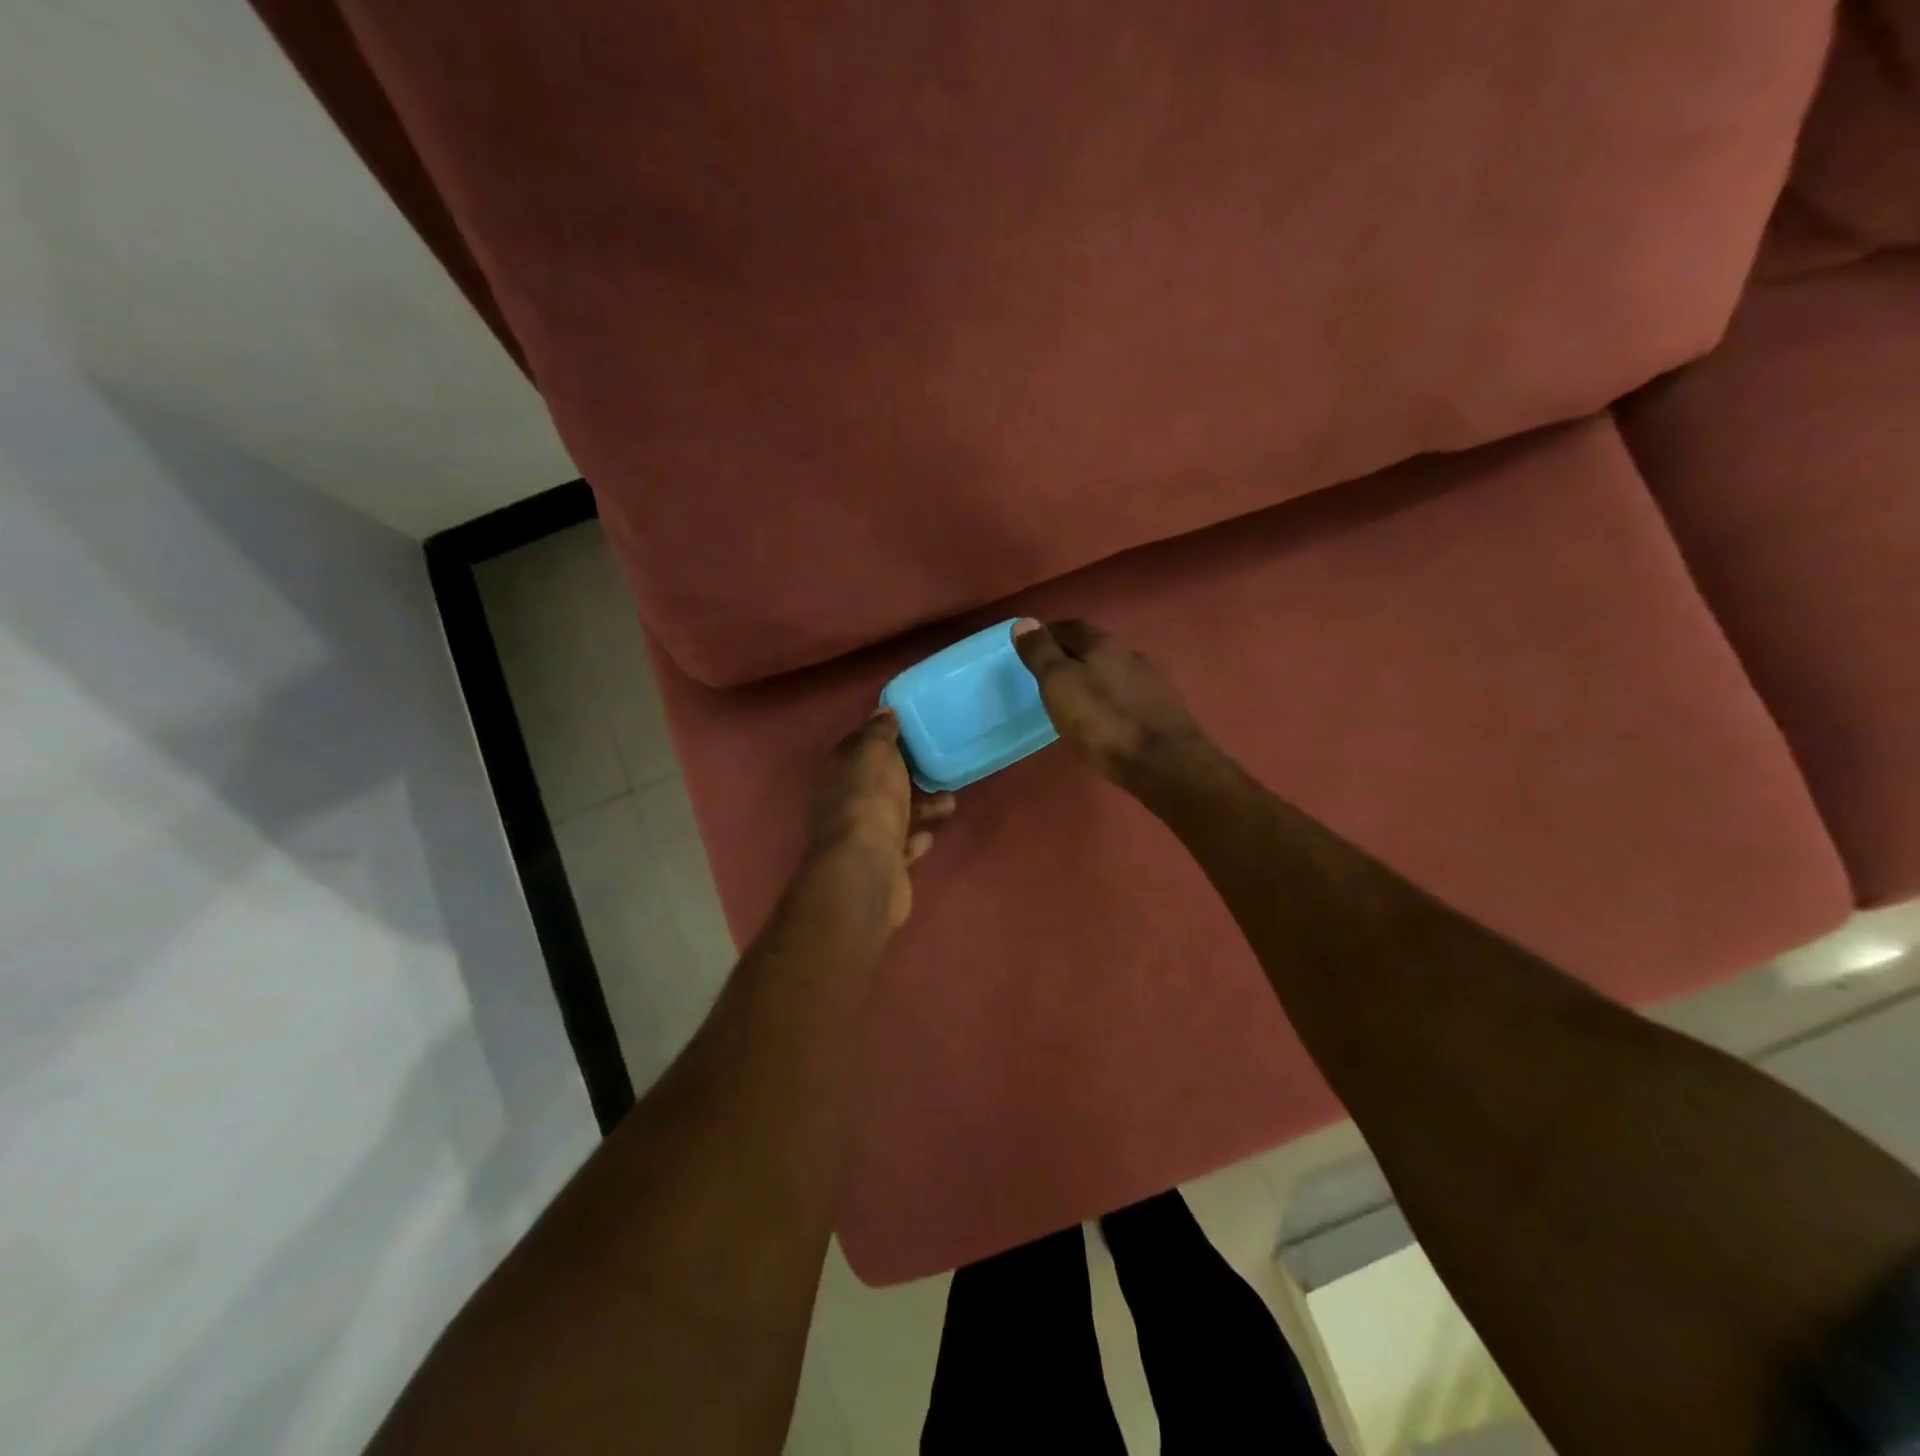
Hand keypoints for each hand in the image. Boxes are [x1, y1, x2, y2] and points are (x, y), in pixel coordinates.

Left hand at [806, 709, 954, 927]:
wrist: (866, 871)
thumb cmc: (871, 802)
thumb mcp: (876, 754)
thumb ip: (880, 732)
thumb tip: (883, 712)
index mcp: (839, 773)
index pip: (858, 747)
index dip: (882, 738)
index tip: (911, 732)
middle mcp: (843, 803)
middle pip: (878, 783)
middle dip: (907, 776)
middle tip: (938, 768)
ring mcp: (860, 837)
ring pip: (893, 814)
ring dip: (920, 807)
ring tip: (950, 803)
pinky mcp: (879, 865)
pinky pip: (899, 846)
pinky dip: (914, 838)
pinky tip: (930, 835)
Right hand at [1012, 618, 1210, 790]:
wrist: (1164, 763)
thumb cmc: (1103, 722)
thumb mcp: (1059, 685)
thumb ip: (1041, 654)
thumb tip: (1025, 621)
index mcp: (1103, 645)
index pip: (1070, 627)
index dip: (1048, 633)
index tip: (1031, 647)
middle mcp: (1129, 655)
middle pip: (1094, 647)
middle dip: (1071, 655)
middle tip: (1048, 674)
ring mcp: (1151, 682)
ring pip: (1114, 671)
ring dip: (1093, 677)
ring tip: (1074, 698)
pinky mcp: (1163, 710)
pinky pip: (1128, 694)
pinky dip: (1111, 698)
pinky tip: (1104, 717)